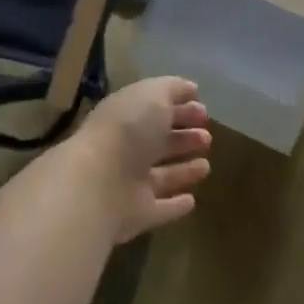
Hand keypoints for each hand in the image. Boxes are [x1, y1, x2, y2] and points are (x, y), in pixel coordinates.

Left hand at [77, 77, 212, 242]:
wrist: (97, 184)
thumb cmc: (128, 130)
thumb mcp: (153, 94)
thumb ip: (173, 89)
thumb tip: (190, 89)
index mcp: (127, 117)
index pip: (156, 111)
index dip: (180, 108)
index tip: (204, 111)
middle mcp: (126, 150)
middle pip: (159, 143)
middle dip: (183, 138)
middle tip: (207, 137)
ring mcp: (130, 184)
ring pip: (161, 176)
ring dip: (183, 171)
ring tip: (206, 166)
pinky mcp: (137, 215)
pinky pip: (160, 209)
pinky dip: (175, 206)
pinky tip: (192, 201)